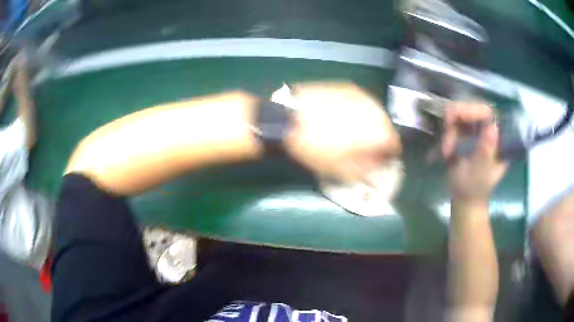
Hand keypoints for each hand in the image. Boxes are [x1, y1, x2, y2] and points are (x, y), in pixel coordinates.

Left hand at [284, 82, 400, 181]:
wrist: (288, 117)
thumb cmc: (316, 148)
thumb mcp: (342, 169)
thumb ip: (367, 169)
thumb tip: (378, 164)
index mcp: (378, 130)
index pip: (395, 144)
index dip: (388, 154)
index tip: (379, 160)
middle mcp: (375, 109)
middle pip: (386, 125)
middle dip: (380, 137)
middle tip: (366, 147)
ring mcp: (361, 94)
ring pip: (375, 112)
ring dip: (370, 122)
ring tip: (354, 131)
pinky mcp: (347, 86)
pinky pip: (361, 102)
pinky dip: (359, 111)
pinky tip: (345, 116)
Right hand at [442, 102, 507, 202]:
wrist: (464, 200)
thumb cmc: (473, 189)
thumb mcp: (480, 172)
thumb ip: (486, 151)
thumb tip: (493, 127)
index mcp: (499, 140)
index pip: (489, 113)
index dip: (473, 109)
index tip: (456, 115)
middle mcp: (489, 131)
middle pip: (474, 109)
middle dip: (458, 116)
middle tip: (446, 126)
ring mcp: (477, 132)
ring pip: (462, 115)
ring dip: (450, 128)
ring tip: (446, 149)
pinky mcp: (467, 135)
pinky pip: (455, 124)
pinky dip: (447, 133)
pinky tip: (445, 149)